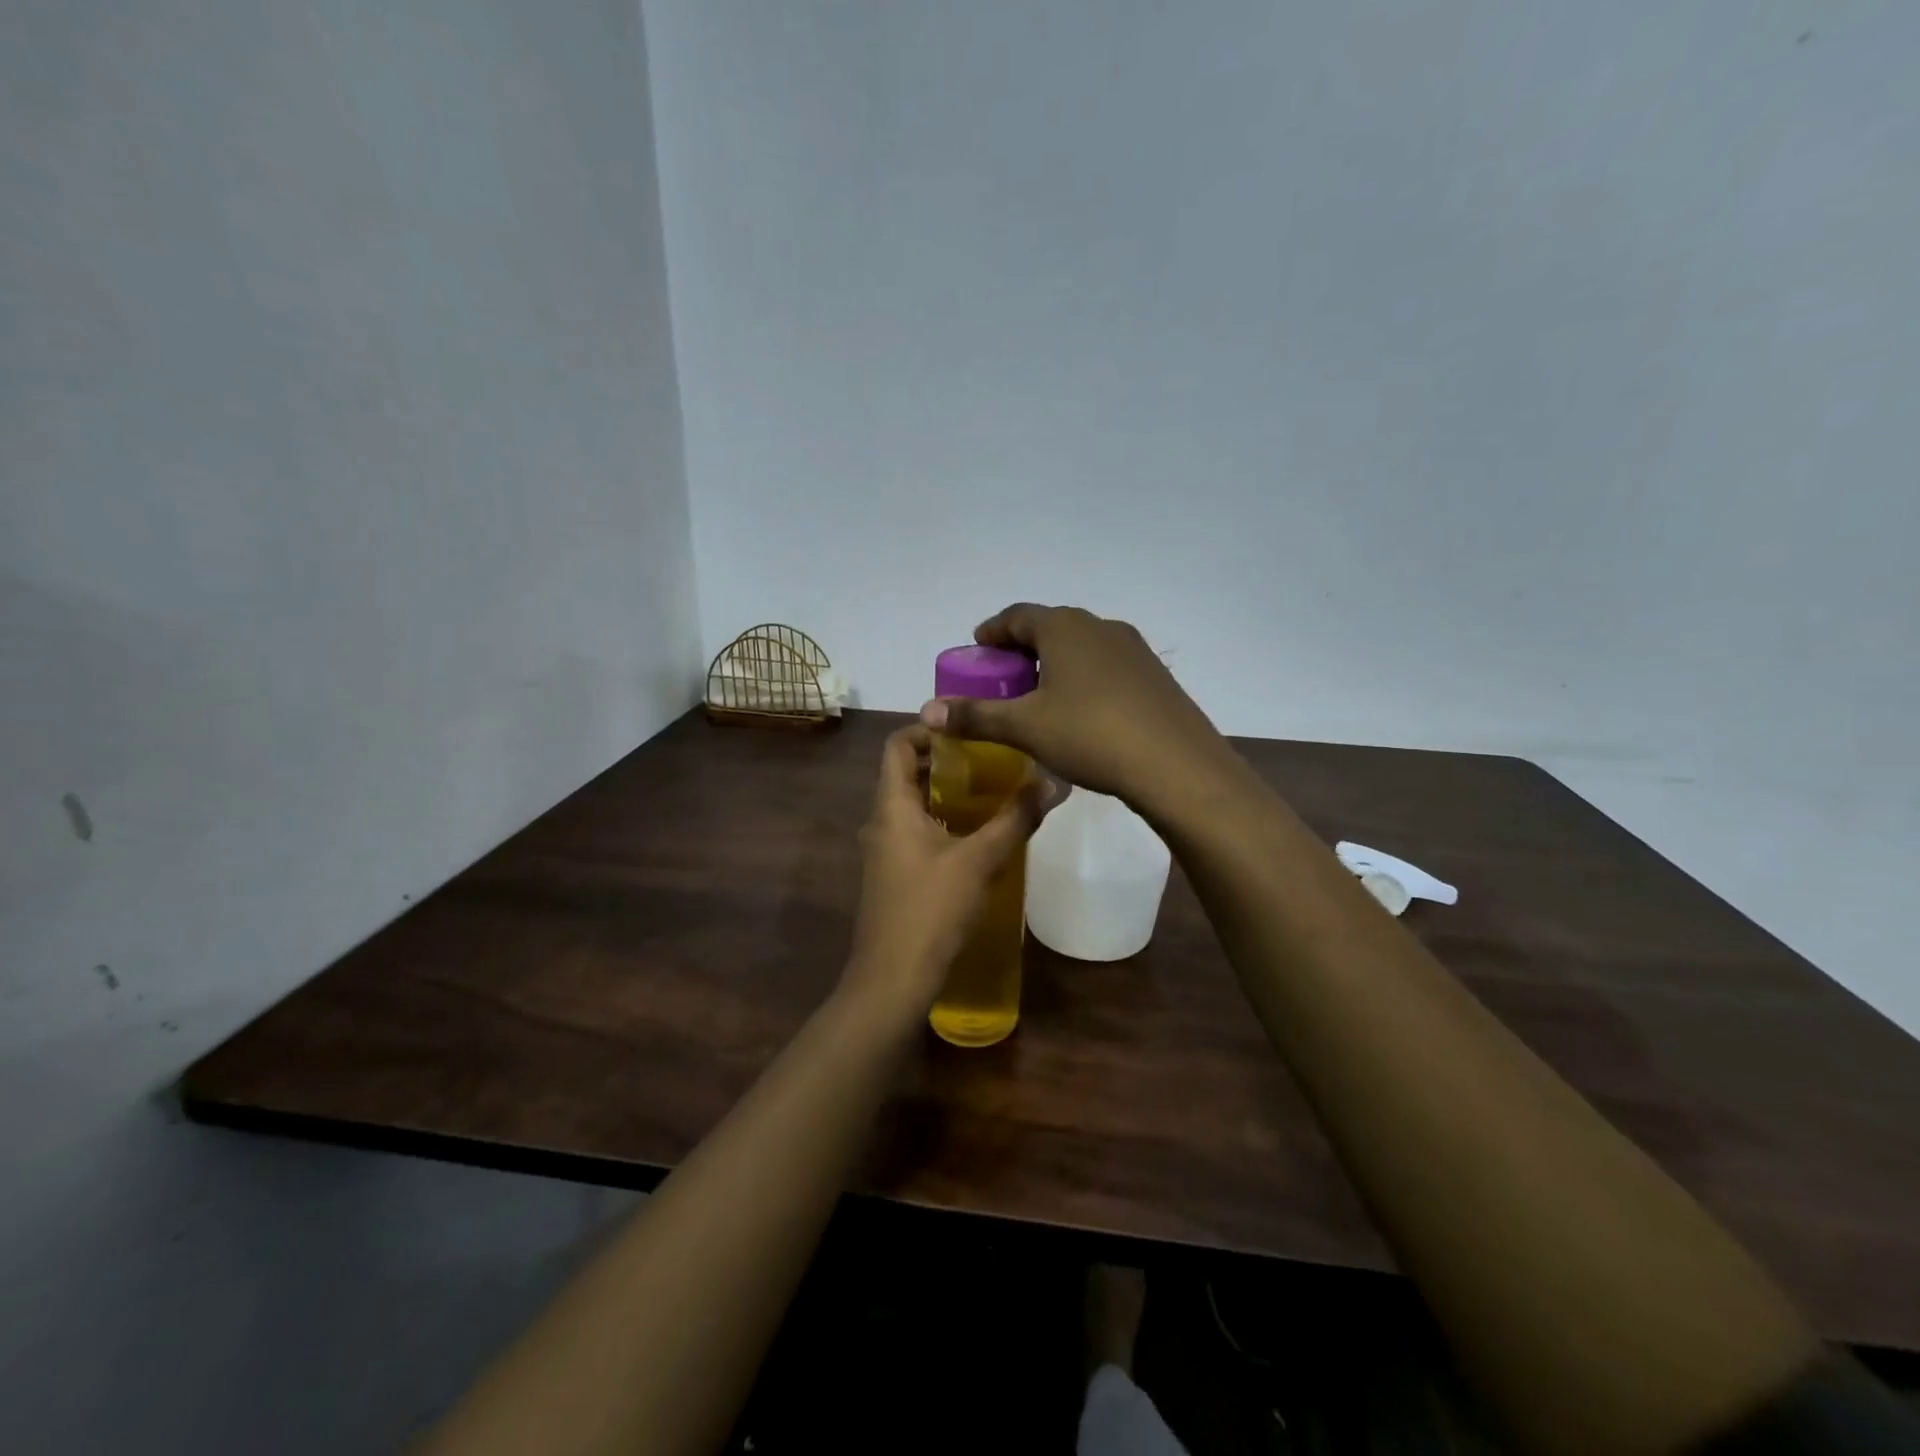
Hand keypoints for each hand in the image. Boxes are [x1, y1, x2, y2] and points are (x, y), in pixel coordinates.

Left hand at [840, 724, 1050, 1018]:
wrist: (893, 978)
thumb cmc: (931, 909)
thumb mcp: (980, 860)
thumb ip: (1014, 818)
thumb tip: (1051, 781)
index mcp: (891, 805)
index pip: (898, 744)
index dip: (929, 728)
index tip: (969, 730)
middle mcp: (880, 821)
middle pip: (907, 772)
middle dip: (947, 761)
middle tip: (992, 759)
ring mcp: (883, 850)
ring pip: (913, 805)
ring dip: (948, 794)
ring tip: (993, 792)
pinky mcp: (893, 875)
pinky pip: (915, 832)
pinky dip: (943, 822)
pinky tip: (978, 837)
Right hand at [919, 604, 1230, 812]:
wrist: (1176, 765)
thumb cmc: (1091, 735)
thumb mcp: (1025, 728)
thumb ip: (975, 716)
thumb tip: (927, 711)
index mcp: (1065, 628)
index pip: (1018, 615)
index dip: (994, 630)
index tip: (978, 646)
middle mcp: (1100, 627)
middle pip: (1051, 627)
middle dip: (1023, 647)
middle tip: (1004, 675)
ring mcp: (1134, 650)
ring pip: (1082, 646)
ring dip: (1056, 662)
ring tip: (1040, 694)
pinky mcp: (1155, 676)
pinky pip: (1107, 666)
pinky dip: (1084, 678)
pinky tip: (1082, 711)